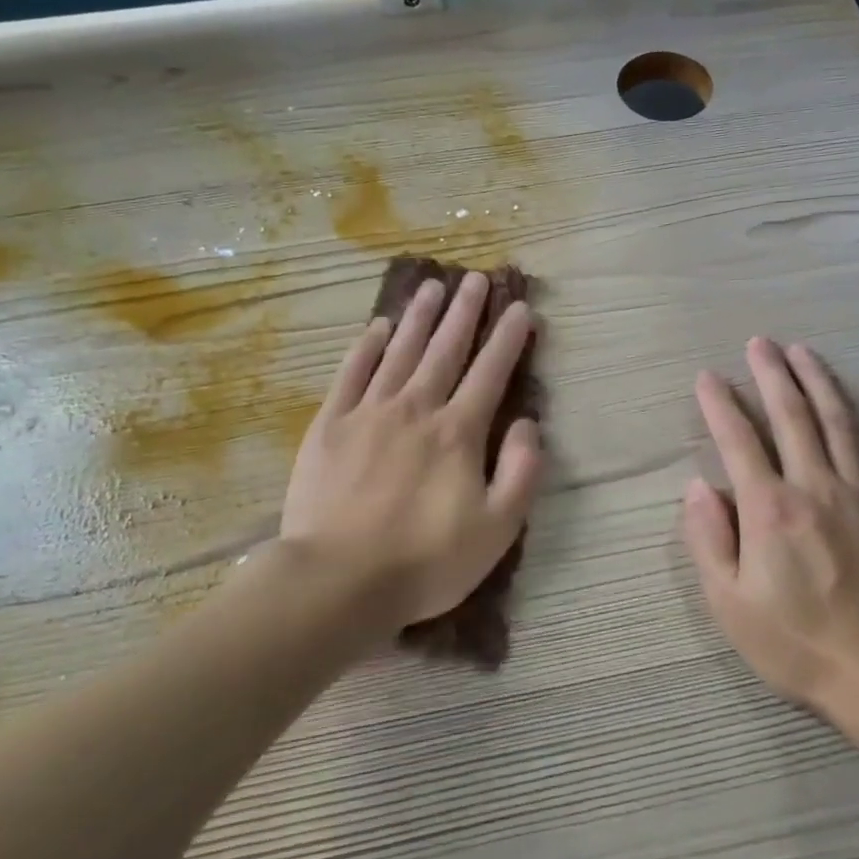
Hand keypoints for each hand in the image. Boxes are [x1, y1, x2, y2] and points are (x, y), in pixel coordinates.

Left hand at [280, 273, 544, 630]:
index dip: (508, 339)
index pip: (490, 373)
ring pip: (400, 351)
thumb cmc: (425, 561)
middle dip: (464, 312)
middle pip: (445, 350)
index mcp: (458, 432)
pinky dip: (366, 346)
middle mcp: (416, 409)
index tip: (519, 308)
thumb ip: (521, 471)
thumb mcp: (497, 529)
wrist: (337, 580)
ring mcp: (369, 412)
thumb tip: (528, 423)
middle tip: (474, 278)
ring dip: (419, 317)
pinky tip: (378, 327)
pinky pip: (351, 373)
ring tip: (432, 286)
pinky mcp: (329, 425)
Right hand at [682, 337, 858, 714]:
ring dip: (819, 382)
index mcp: (769, 508)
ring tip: (803, 351)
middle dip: (771, 375)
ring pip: (840, 423)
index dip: (719, 405)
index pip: (737, 441)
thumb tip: (697, 488)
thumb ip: (708, 540)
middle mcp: (816, 486)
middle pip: (791, 417)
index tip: (706, 377)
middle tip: (759, 343)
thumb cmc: (799, 646)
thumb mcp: (730, 605)